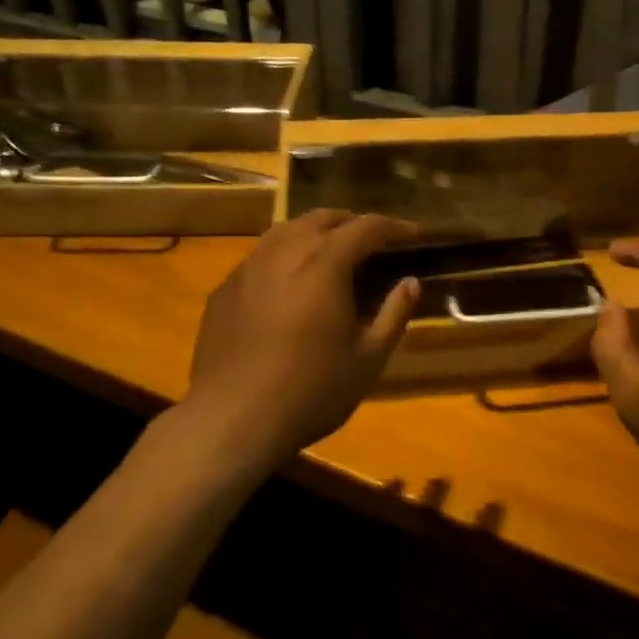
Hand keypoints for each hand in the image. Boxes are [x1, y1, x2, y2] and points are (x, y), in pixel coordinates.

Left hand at [189, 211, 419, 461]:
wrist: (231, 420)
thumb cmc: (310, 391)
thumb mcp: (368, 360)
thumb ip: (393, 314)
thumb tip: (411, 282)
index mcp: (324, 265)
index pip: (366, 227)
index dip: (394, 226)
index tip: (413, 234)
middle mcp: (285, 253)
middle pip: (323, 218)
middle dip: (353, 223)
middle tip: (373, 242)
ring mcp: (249, 268)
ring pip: (286, 230)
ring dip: (315, 232)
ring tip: (330, 252)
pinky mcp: (224, 289)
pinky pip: (260, 256)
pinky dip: (284, 256)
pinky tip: (288, 283)